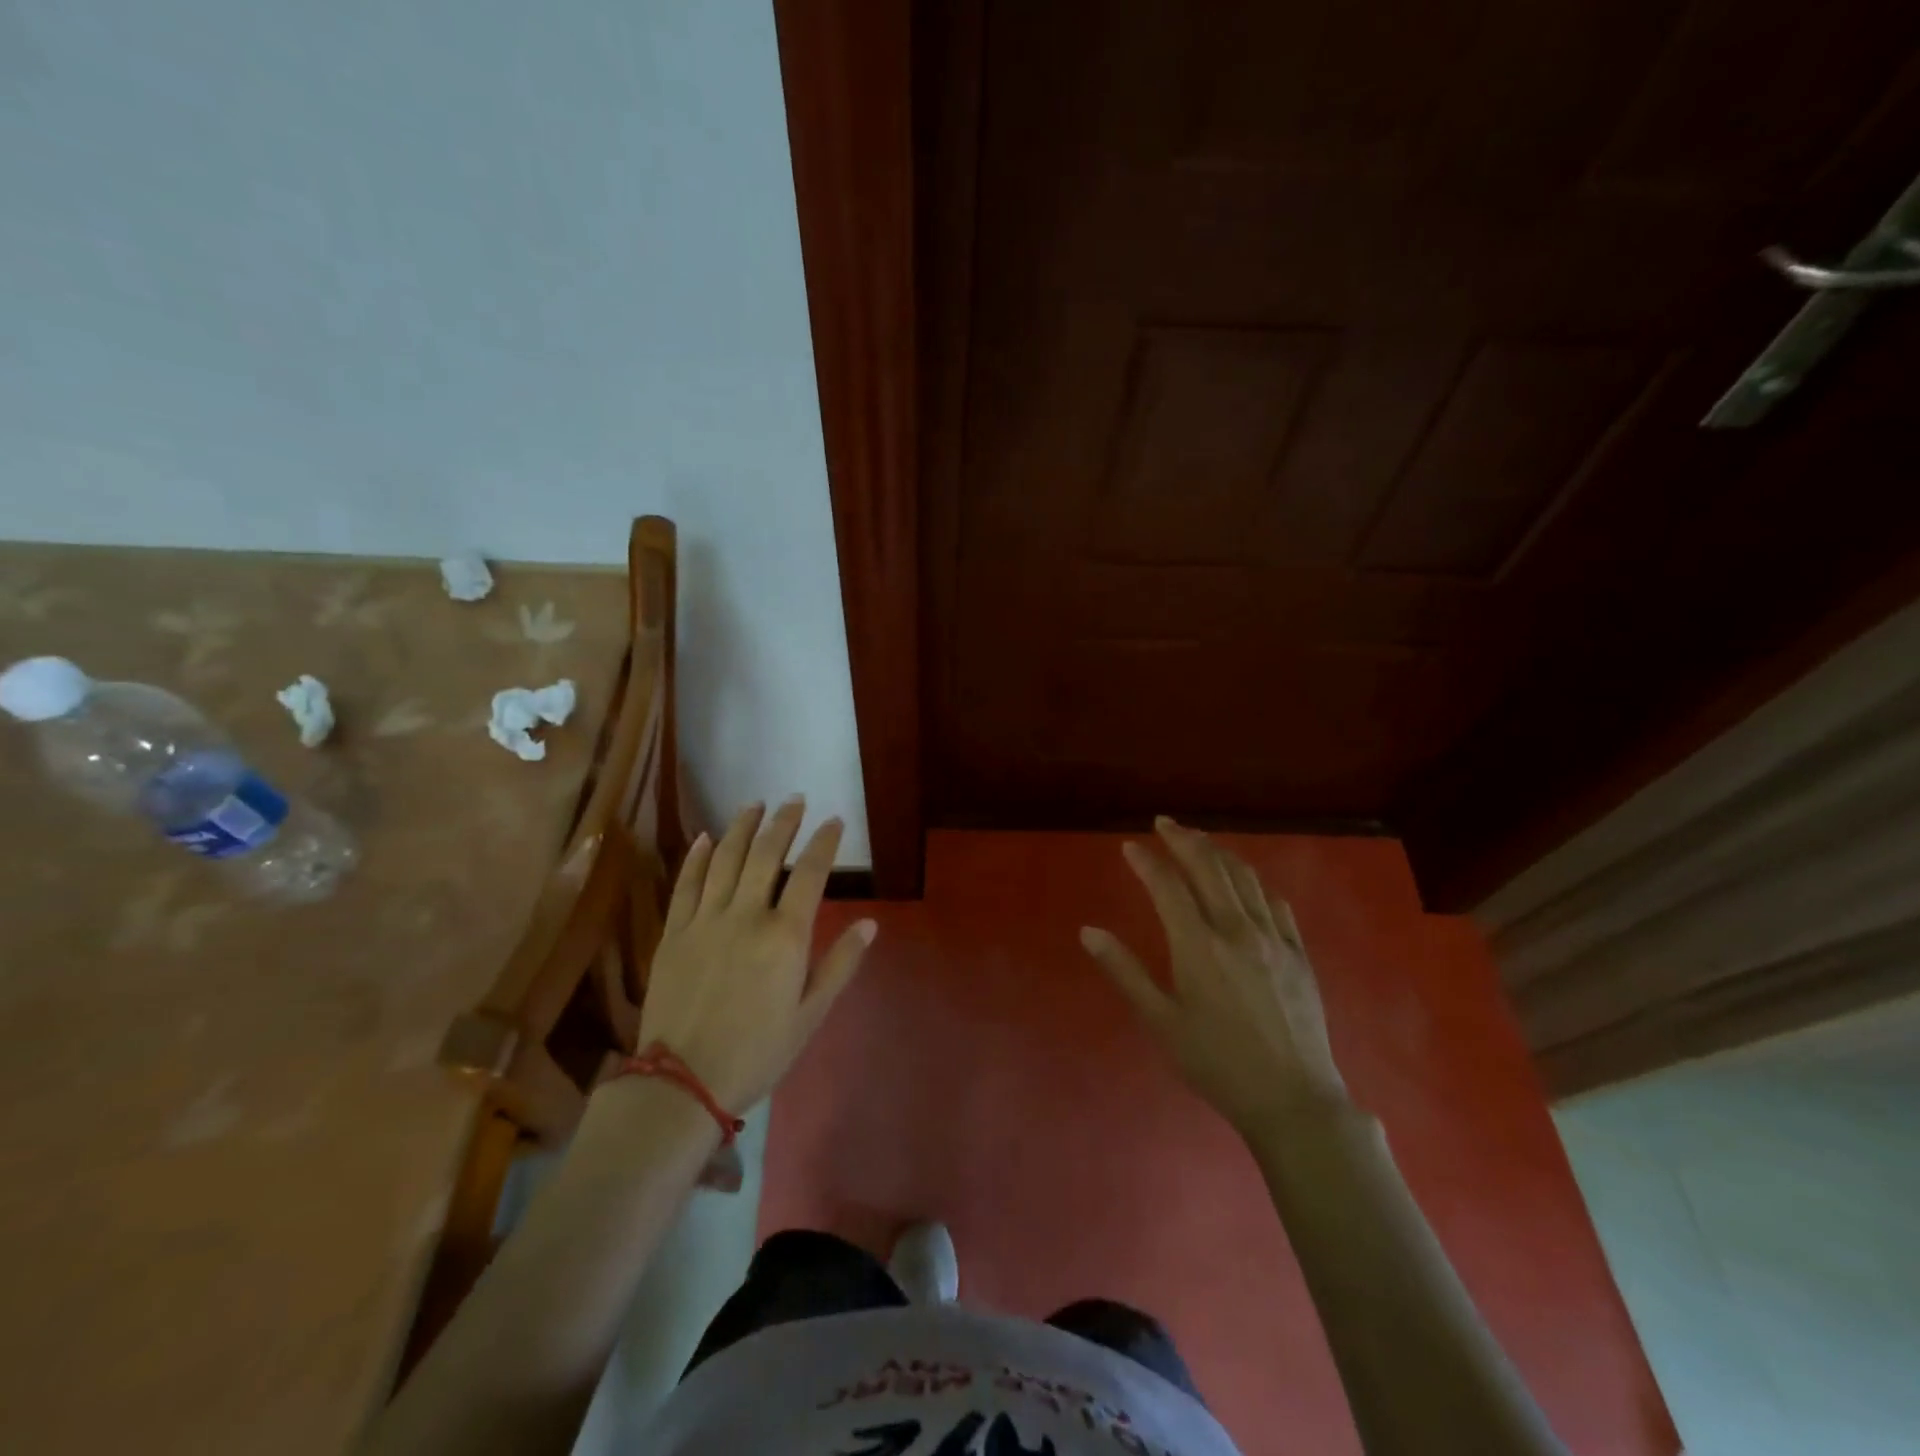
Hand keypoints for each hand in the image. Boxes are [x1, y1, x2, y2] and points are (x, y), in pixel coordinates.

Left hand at [637, 797, 875, 1112]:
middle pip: (767, 854)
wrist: (682, 1082)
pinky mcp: (674, 932)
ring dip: (743, 826)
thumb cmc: (757, 1052)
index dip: (825, 842)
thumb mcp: (810, 1015)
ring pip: (726, 858)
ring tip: (756, 804)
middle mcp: (746, 915)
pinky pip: (687, 883)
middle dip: (784, 821)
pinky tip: (708, 837)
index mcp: (785, 936)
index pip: (811, 873)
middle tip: (795, 799)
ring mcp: (705, 920)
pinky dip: (698, 856)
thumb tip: (870, 923)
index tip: (834, 821)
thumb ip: (840, 964)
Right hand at [1080, 817, 1347, 1133]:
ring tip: (1200, 841)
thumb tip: (1088, 931)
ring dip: (1218, 852)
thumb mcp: (1161, 1021)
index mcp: (1198, 946)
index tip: (1131, 845)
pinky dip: (1254, 882)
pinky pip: (1275, 902)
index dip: (1147, 862)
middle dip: (1184, 840)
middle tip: (1165, 823)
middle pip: (1208, 868)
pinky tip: (1246, 881)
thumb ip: (1124, 971)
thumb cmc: (1217, 1063)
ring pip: (1244, 878)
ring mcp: (1272, 938)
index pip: (1168, 886)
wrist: (1293, 1100)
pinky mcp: (1298, 952)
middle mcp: (1236, 930)